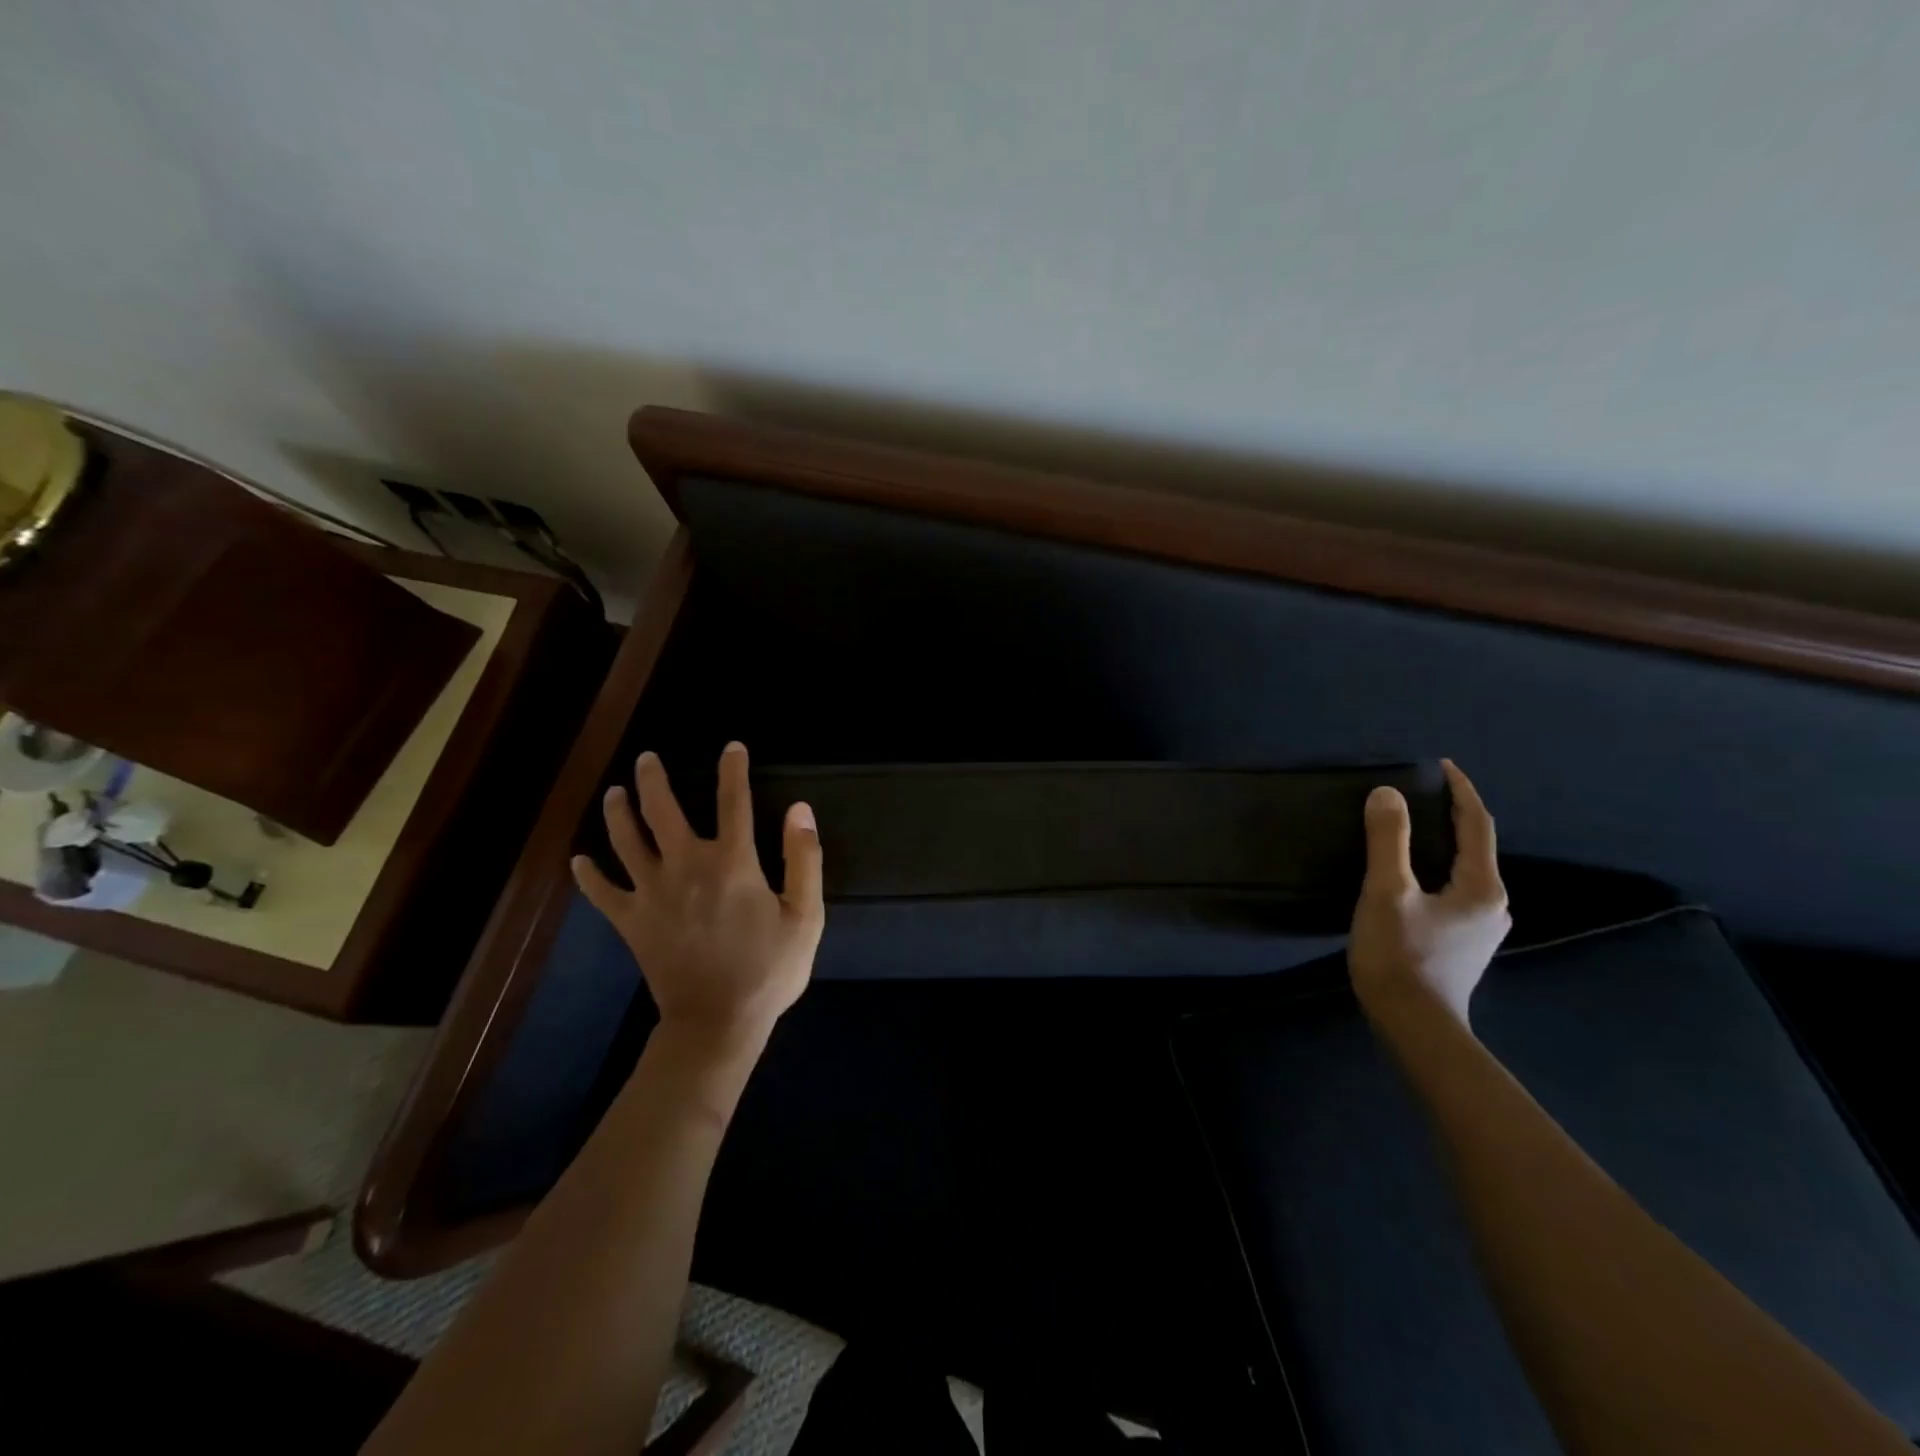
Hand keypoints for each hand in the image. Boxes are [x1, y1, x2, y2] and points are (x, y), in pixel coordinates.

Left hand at [571, 742, 824, 1049]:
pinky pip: (602, 893)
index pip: (733, 801)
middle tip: (647, 758)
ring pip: (626, 841)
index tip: (732, 747)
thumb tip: (800, 809)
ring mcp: (652, 893)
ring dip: (618, 812)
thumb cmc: (768, 969)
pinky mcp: (631, 921)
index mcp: (732, 862)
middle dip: (654, 779)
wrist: (717, 1022)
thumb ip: (803, 858)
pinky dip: (588, 876)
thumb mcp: (805, 915)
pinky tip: (579, 860)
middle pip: (663, 810)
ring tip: (614, 792)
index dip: (733, 770)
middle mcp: (687, 866)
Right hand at [1349, 759, 1510, 1026]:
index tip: (1440, 765)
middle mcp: (1492, 903)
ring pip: (1464, 870)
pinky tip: (1411, 875)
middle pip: (1474, 846)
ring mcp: (1480, 927)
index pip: (1477, 824)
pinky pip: (1453, 890)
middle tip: (1418, 794)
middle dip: (1451, 815)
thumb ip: (1389, 841)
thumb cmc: (1401, 956)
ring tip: (1411, 828)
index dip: (1460, 790)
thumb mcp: (1387, 892)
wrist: (1414, 1027)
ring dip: (1442, 844)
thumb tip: (1388, 793)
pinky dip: (1436, 869)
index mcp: (1481, 886)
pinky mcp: (1462, 943)